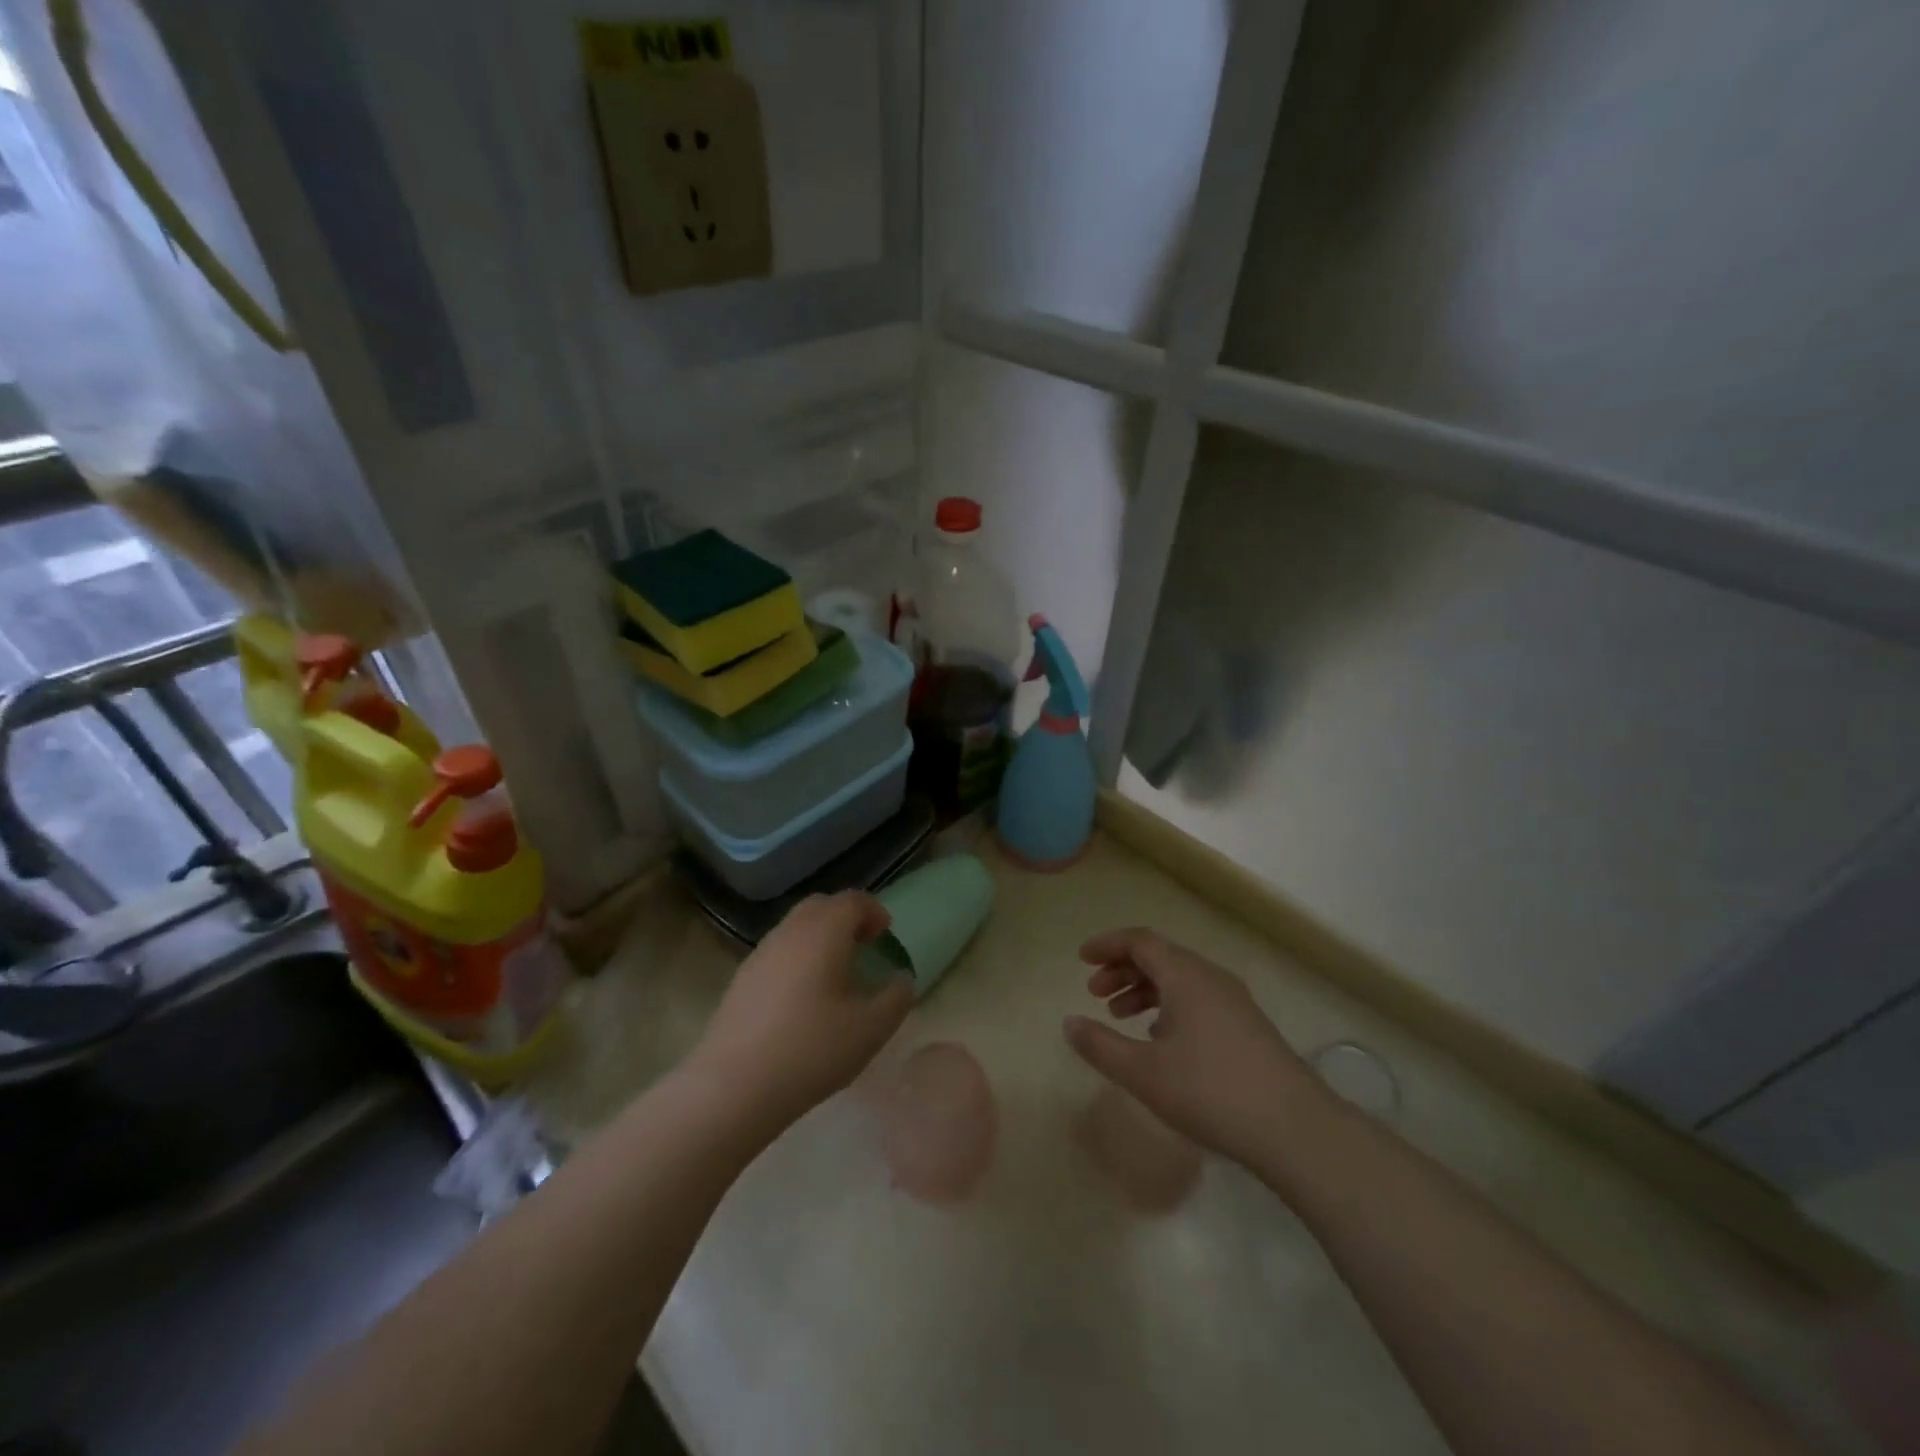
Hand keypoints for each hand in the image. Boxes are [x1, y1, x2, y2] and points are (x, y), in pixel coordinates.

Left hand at [689, 893, 913, 1135]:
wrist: (733, 1086)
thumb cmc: (812, 1049)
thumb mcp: (870, 1029)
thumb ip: (896, 998)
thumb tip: (902, 979)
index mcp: (824, 931)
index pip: (853, 901)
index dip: (874, 911)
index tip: (885, 935)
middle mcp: (790, 931)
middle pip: (821, 906)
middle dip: (845, 918)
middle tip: (863, 945)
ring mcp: (760, 953)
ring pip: (796, 927)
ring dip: (820, 937)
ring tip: (835, 972)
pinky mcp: (741, 978)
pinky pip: (778, 952)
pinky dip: (798, 957)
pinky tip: (803, 997)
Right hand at [1064, 927, 1325, 1165]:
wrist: (1296, 1129)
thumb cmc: (1210, 1092)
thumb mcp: (1144, 1073)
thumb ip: (1100, 1045)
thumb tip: (1068, 1023)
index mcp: (1185, 975)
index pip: (1140, 941)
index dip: (1107, 945)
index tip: (1081, 959)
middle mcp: (1210, 977)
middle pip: (1159, 956)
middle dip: (1123, 969)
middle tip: (1095, 993)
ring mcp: (1234, 1001)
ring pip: (1179, 979)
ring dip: (1145, 989)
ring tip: (1121, 1016)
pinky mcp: (1247, 1026)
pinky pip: (1197, 998)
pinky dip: (1169, 1005)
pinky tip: (1160, 1038)